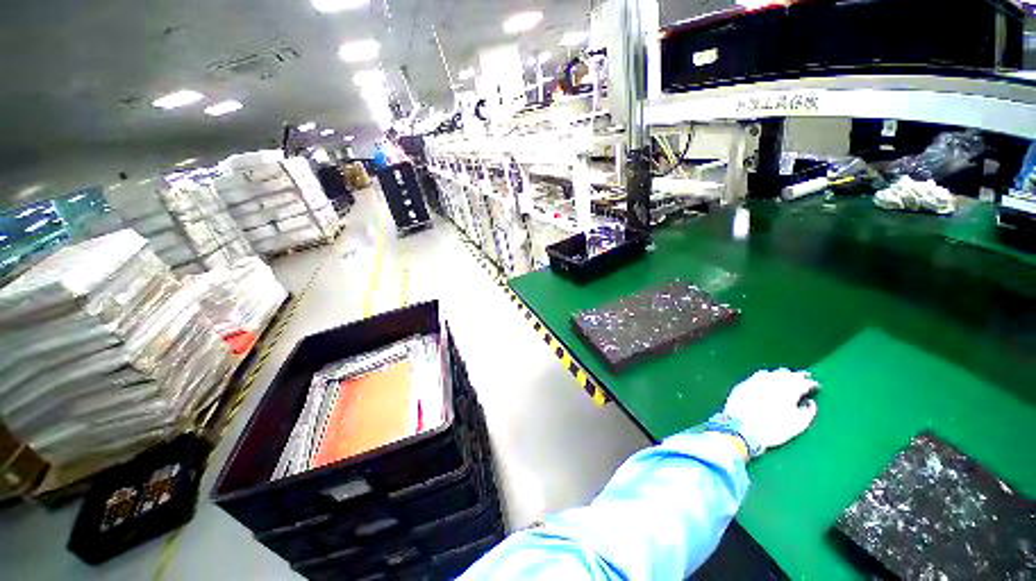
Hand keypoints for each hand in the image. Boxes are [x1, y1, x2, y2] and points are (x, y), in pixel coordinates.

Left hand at [721, 368, 819, 456]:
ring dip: (781, 375)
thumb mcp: (798, 424)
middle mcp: (773, 380)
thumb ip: (808, 412)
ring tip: (786, 378)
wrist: (741, 428)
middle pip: (788, 374)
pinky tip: (767, 380)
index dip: (811, 384)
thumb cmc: (774, 429)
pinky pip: (758, 375)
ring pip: (773, 373)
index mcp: (789, 389)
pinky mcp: (743, 383)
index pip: (804, 382)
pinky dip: (766, 376)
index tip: (815, 386)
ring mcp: (756, 380)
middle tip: (803, 378)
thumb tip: (810, 402)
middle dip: (797, 376)